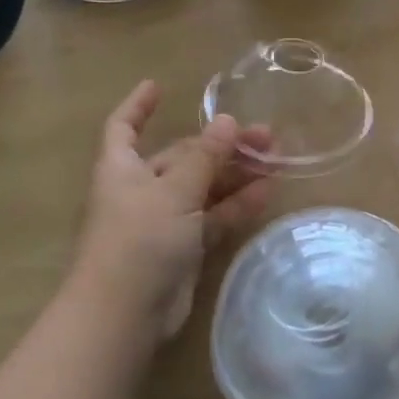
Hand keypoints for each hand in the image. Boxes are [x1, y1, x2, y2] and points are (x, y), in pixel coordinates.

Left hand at [71, 80, 273, 341]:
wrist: (126, 313)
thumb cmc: (139, 239)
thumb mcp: (174, 190)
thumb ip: (204, 156)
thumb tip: (228, 120)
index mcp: (122, 168)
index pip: (124, 127)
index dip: (138, 106)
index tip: (157, 86)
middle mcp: (141, 189)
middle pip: (182, 157)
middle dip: (220, 145)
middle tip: (265, 137)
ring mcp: (163, 220)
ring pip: (204, 187)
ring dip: (236, 174)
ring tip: (276, 162)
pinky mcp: (183, 247)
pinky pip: (213, 217)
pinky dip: (236, 205)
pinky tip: (267, 193)